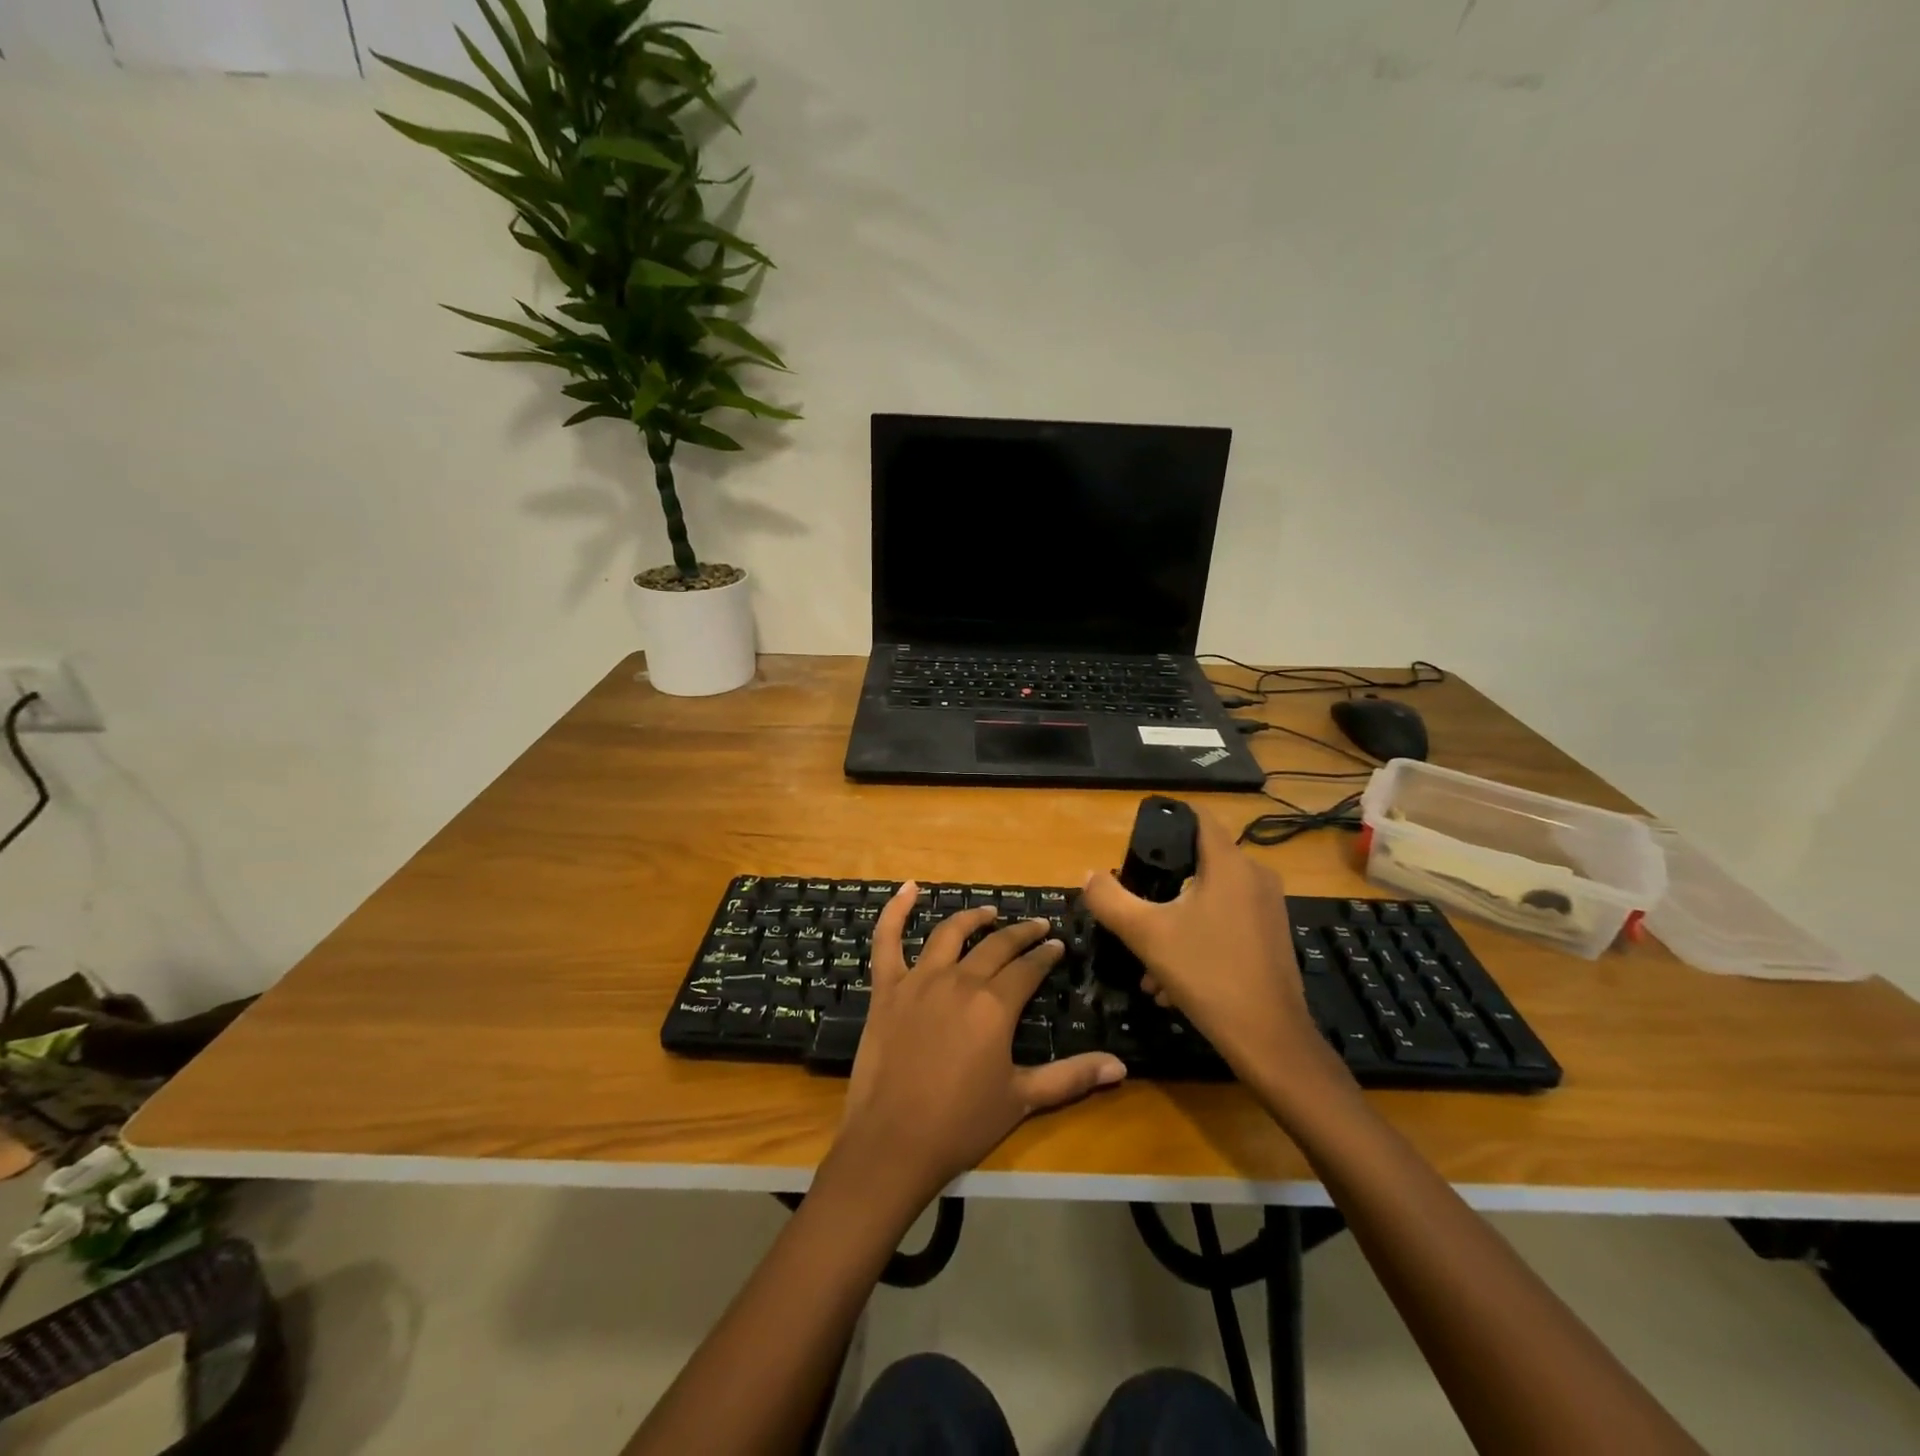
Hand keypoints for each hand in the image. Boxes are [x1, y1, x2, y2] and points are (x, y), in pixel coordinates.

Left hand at [834, 884, 1126, 1205]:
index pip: (1028, 968)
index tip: (1058, 945)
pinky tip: (908, 888)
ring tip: (990, 912)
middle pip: (996, 946)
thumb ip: (1071, 1077)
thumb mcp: (1022, 1099)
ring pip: (949, 934)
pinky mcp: (886, 988)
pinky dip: (895, 911)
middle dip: (1021, 933)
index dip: (1046, 954)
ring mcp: (919, 980)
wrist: (893, 1142)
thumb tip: (1121, 1067)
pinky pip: (887, 940)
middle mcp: (960, 980)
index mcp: (994, 1005)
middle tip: (1037, 927)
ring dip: (974, 918)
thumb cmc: (961, 1123)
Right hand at [1081, 810, 1348, 1104]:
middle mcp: (1255, 877)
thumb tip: (1089, 876)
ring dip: (1173, 924)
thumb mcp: (1146, 934)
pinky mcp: (1271, 938)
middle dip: (1160, 889)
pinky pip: (1224, 924)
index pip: (1197, 818)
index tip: (1135, 845)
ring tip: (1147, 964)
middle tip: (1132, 913)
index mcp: (1230, 864)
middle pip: (1197, 864)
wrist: (1269, 1040)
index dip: (1164, 822)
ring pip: (1208, 901)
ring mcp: (1267, 909)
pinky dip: (1196, 941)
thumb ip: (1110, 899)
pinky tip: (1171, 984)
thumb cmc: (1207, 975)